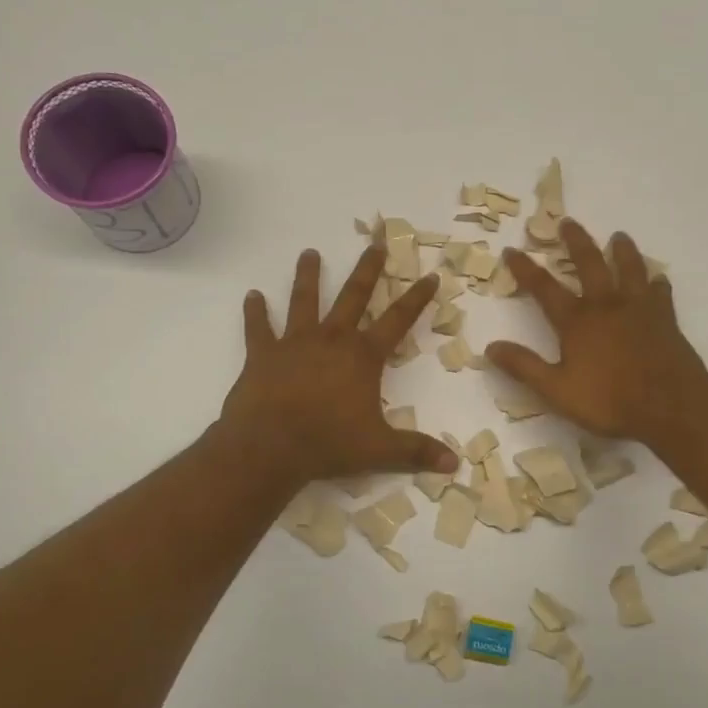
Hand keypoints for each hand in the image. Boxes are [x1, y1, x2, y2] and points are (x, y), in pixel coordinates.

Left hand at [221, 246, 460, 485]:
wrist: (270, 447)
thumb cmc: (329, 444)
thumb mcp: (380, 450)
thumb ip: (417, 451)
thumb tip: (455, 464)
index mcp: (363, 357)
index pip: (398, 320)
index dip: (417, 298)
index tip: (430, 275)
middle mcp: (332, 340)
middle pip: (353, 296)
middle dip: (368, 270)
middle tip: (375, 243)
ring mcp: (295, 343)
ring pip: (304, 301)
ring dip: (307, 276)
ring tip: (309, 253)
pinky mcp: (263, 354)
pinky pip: (258, 328)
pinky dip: (255, 312)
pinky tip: (251, 295)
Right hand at [485, 220, 707, 445]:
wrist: (670, 404)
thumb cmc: (609, 400)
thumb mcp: (557, 390)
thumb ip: (524, 367)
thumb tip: (491, 347)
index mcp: (577, 322)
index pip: (544, 288)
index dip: (525, 269)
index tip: (512, 250)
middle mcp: (606, 305)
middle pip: (589, 264)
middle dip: (575, 242)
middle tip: (568, 222)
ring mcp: (639, 308)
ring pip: (629, 269)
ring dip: (621, 251)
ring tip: (618, 236)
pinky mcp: (666, 318)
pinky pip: (660, 292)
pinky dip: (656, 282)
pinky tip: (658, 279)